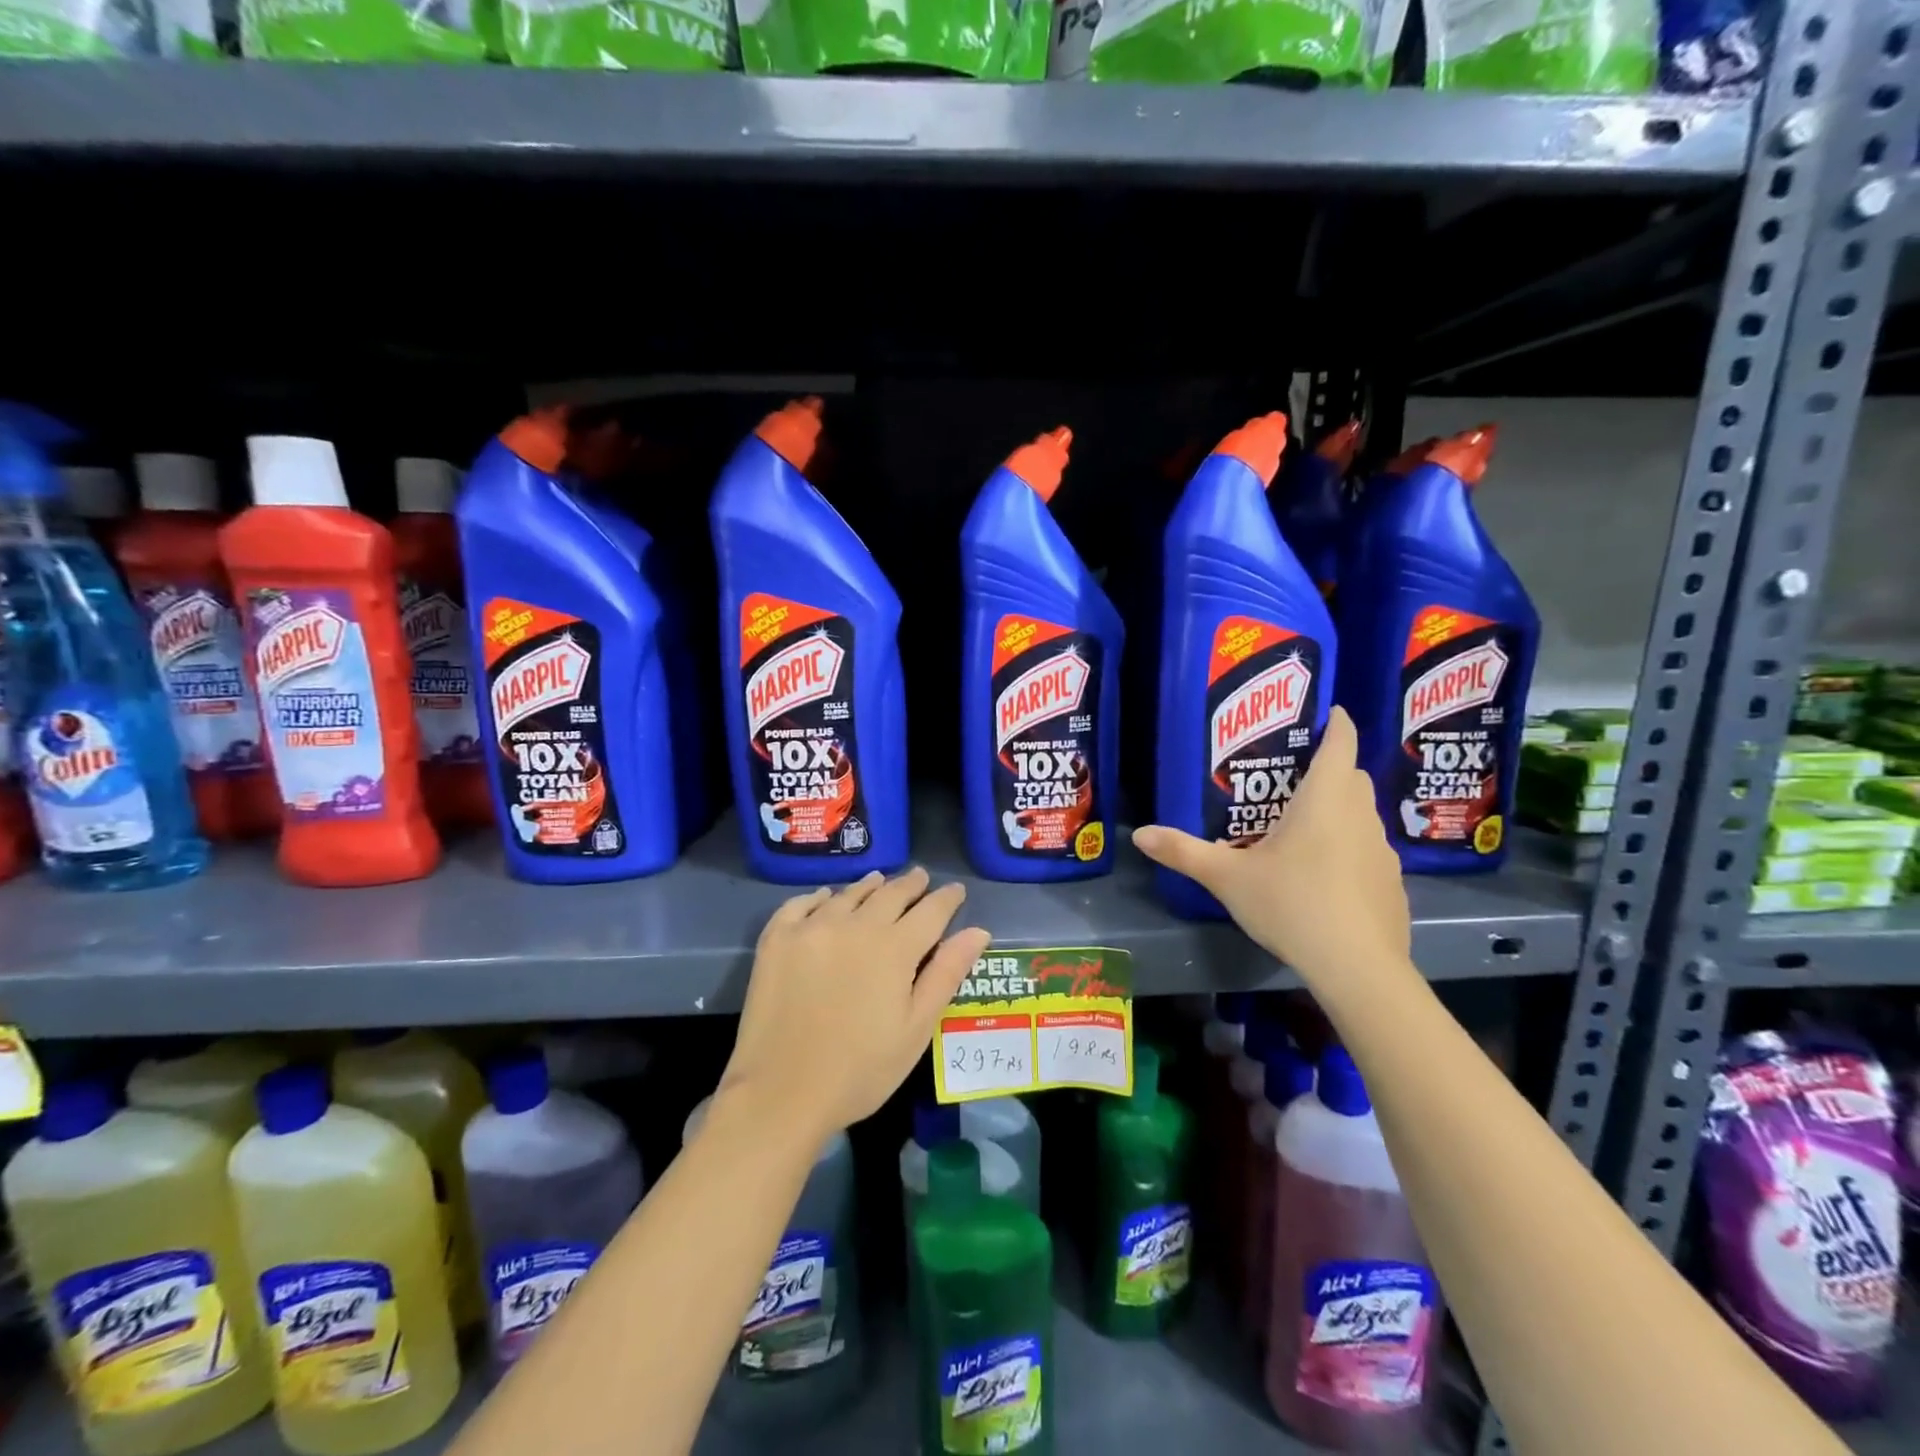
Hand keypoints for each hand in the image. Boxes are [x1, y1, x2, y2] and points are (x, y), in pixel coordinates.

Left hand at [721, 868, 990, 1141]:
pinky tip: (825, 898)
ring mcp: (812, 927)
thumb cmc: (860, 1070)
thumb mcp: (916, 1028)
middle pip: (890, 893)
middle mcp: (855, 924)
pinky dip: (819, 897)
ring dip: (869, 886)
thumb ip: (946, 974)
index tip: (956, 890)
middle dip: (911, 885)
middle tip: (920, 877)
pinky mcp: (777, 939)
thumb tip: (978, 931)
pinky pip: (801, 903)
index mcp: (895, 947)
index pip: (931, 910)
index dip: (947, 898)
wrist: (780, 1093)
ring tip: (879, 881)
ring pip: (848, 894)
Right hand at [1132, 706, 1412, 992]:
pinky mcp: (1391, 884)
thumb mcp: (1227, 878)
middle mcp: (1360, 815)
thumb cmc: (1292, 904)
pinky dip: (1349, 850)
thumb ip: (1183, 852)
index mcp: (1324, 799)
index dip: (1336, 722)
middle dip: (1329, 769)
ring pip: (1362, 815)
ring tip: (1302, 829)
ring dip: (1339, 811)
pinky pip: (1369, 851)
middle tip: (1291, 778)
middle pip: (1352, 776)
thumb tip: (1139, 834)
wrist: (1358, 968)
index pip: (1341, 742)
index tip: (1326, 713)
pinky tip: (1324, 878)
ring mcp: (1382, 851)